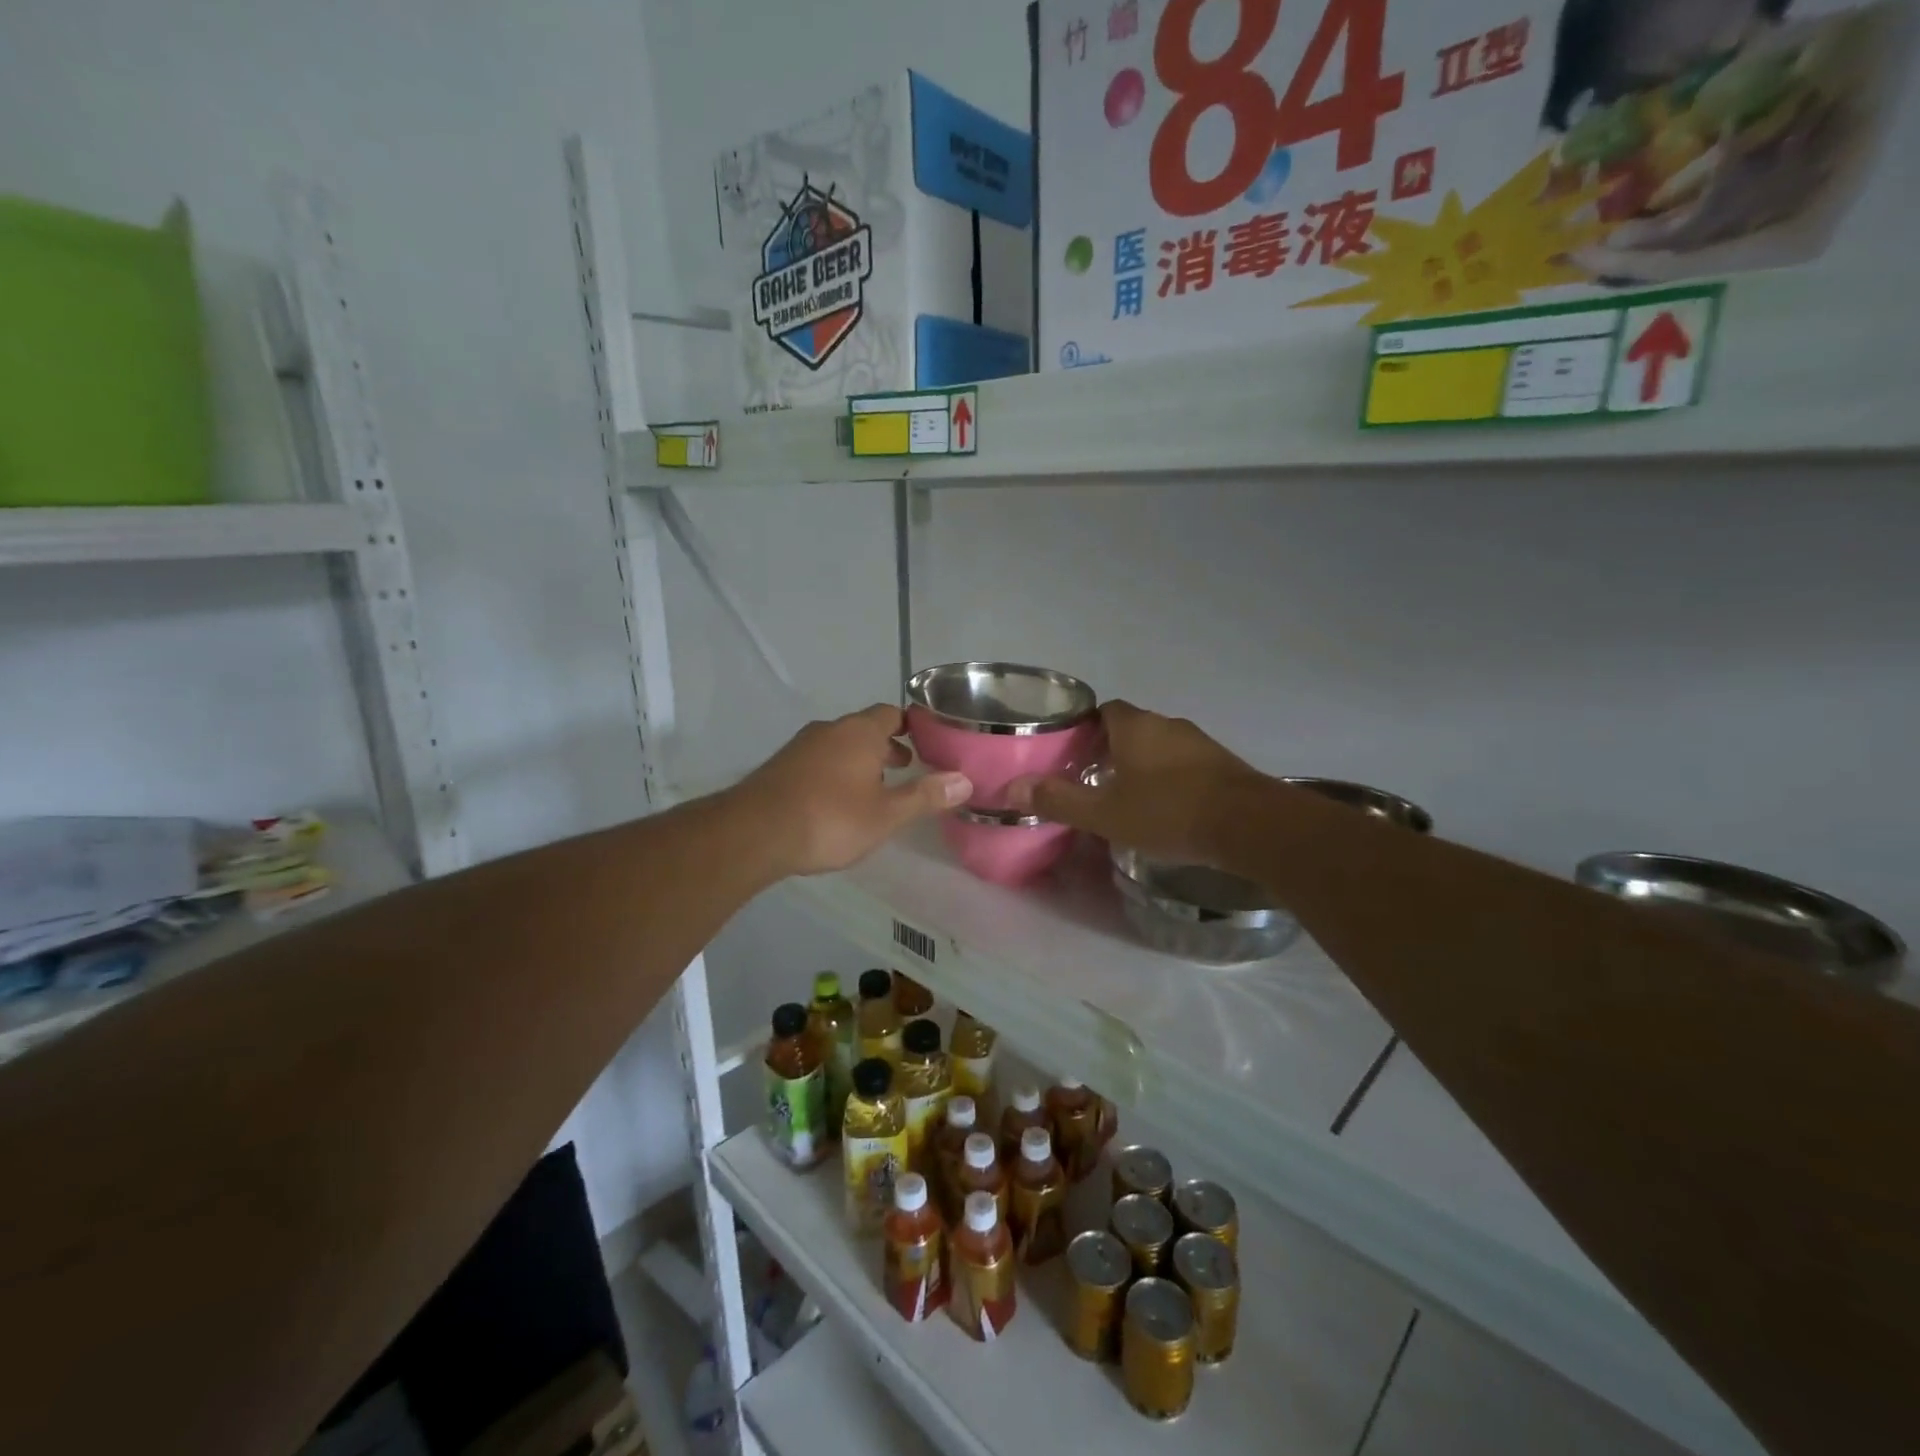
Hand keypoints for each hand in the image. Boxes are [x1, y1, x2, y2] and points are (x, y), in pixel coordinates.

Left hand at [730, 705, 971, 876]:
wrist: (755, 833)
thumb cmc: (830, 819)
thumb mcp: (886, 814)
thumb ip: (925, 796)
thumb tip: (965, 781)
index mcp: (860, 732)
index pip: (891, 714)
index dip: (911, 725)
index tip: (928, 742)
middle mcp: (830, 730)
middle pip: (865, 728)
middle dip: (887, 746)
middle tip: (907, 768)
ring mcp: (801, 746)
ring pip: (840, 745)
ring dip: (860, 760)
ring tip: (875, 789)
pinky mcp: (781, 766)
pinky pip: (819, 760)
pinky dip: (835, 771)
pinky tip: (837, 801)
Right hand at [1008, 701, 1264, 865]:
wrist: (1250, 825)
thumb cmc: (1169, 812)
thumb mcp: (1105, 813)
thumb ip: (1059, 800)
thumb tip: (1012, 788)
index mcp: (1135, 726)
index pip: (1104, 711)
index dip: (1085, 728)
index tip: (1073, 754)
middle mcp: (1167, 724)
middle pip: (1131, 728)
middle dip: (1112, 749)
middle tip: (1094, 780)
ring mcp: (1200, 742)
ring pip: (1160, 746)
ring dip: (1143, 764)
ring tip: (1128, 796)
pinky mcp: (1223, 764)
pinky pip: (1185, 763)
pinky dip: (1171, 778)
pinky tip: (1167, 807)